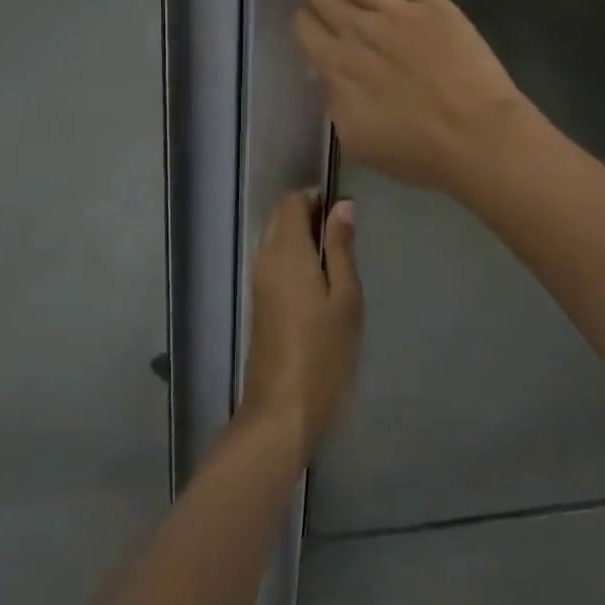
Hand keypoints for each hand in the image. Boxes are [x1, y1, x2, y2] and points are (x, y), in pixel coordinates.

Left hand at [238, 190, 362, 447]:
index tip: (345, 211)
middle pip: (280, 217)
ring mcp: (259, 281)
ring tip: (338, 257)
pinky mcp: (260, 301)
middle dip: (309, 213)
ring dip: (302, 235)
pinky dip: (295, 255)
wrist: (282, 408)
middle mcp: (266, 259)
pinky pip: (275, 260)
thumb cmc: (324, 352)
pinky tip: (321, 279)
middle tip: (345, 234)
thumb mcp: (346, 298)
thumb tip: (341, 206)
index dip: (317, 197)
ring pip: (276, 238)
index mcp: (286, 252)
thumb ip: (341, 249)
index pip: (291, 202)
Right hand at [296, 0, 530, 197]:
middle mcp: (357, 31)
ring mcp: (393, 10)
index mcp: (337, 68)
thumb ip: (334, 102)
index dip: (304, 20)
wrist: (478, 138)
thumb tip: (326, 74)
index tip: (311, 23)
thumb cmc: (419, 151)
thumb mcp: (357, 140)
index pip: (304, 28)